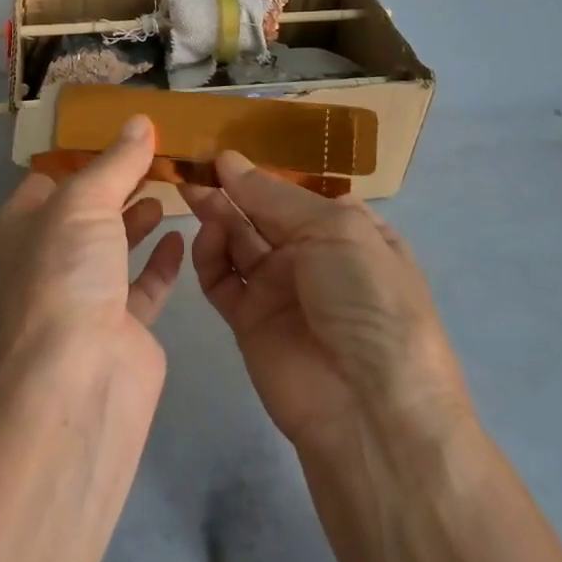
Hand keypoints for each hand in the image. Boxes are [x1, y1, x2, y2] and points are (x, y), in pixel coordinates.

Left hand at [0, 115, 185, 371]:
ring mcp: (84, 296)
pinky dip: (160, 261)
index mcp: (22, 227)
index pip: (48, 179)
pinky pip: (143, 285)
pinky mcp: (121, 327)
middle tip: (157, 156)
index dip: (81, 156)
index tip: (121, 134)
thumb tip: (139, 121)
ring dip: (137, 218)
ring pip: (113, 246)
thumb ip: (116, 162)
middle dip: (117, 184)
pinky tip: (182, 236)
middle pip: (85, 211)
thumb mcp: (85, 201)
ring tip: (169, 189)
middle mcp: (48, 260)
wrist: (78, 379)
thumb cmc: (65, 273)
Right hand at [185, 153, 473, 453]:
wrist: (370, 412)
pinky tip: (206, 238)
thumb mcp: (336, 231)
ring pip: (238, 240)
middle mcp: (313, 256)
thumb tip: (228, 159)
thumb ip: (273, 195)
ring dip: (216, 215)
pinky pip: (222, 279)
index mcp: (347, 230)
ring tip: (192, 194)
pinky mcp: (250, 321)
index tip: (221, 149)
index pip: (296, 190)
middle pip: (261, 212)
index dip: (261, 170)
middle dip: (230, 189)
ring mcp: (280, 290)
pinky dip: (209, 256)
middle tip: (192, 167)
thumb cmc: (367, 301)